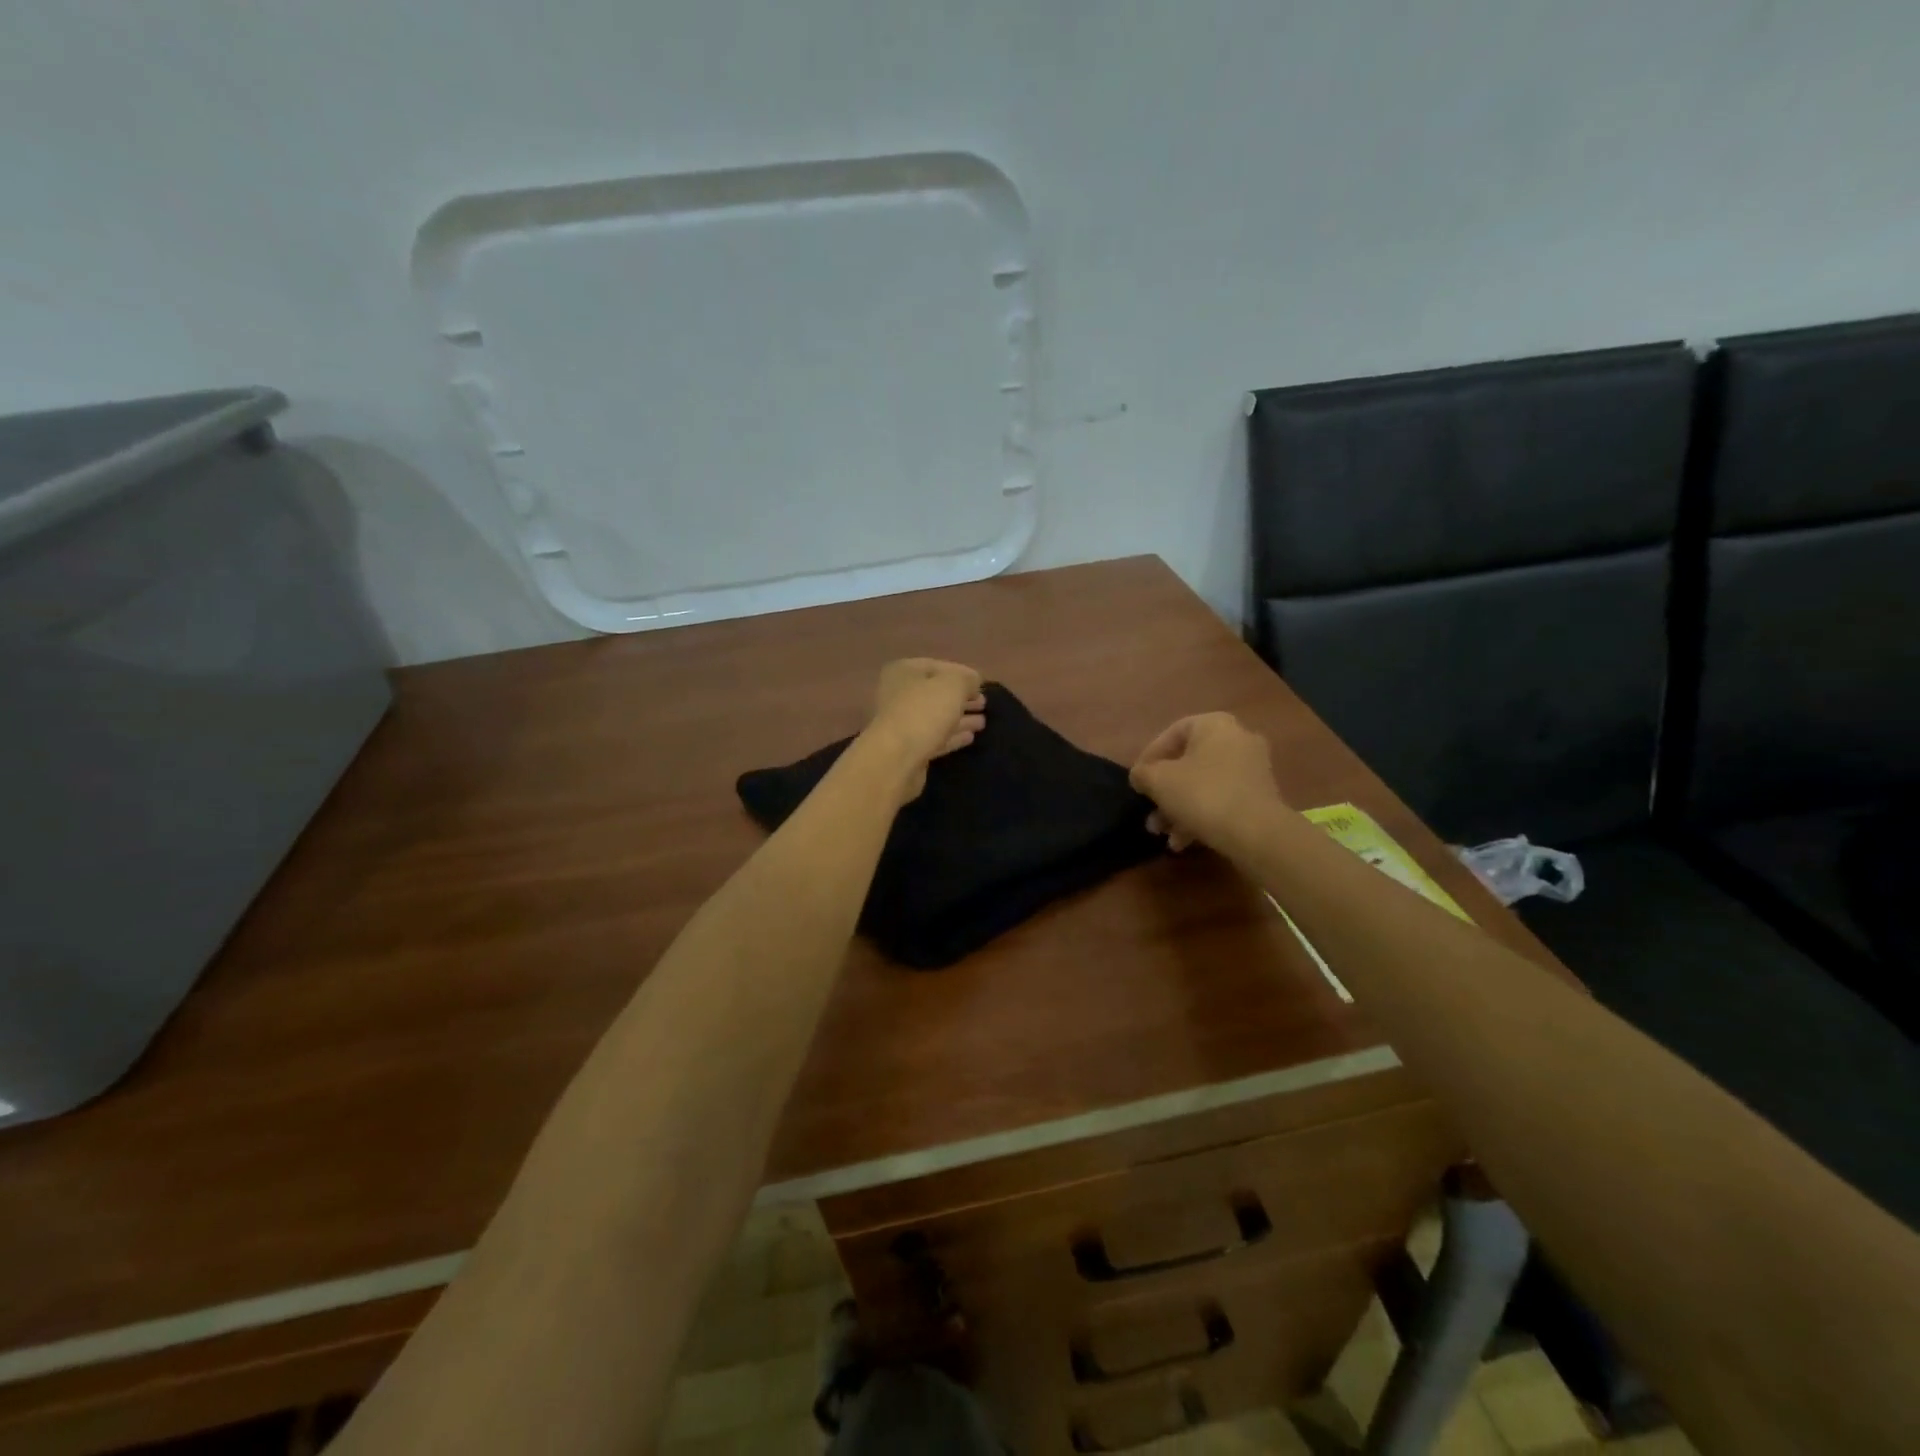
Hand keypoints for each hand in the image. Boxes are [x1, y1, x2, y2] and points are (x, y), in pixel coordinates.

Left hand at [865, 658, 986, 801]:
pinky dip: (953, 736)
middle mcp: (899, 695)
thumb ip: (967, 679)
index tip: (982, 683)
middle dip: (962, 698)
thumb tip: (974, 681)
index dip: (962, 673)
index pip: (937, 666)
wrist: (896, 759)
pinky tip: (970, 737)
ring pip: (937, 717)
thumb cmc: (924, 712)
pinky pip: (935, 737)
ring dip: (960, 718)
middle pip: (936, 693)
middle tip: (983, 703)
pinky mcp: (909, 749)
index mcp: (903, 672)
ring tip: (982, 722)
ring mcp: (903, 723)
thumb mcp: (953, 686)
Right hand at [1130, 712, 1287, 853]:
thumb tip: (1141, 776)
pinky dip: (1202, 816)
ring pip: (1204, 785)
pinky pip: (1222, 799)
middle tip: (1150, 812)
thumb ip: (1142, 773)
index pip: (1173, 733)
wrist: (1256, 833)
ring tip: (1163, 834)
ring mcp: (1253, 768)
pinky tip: (1184, 842)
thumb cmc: (1202, 794)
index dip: (1149, 756)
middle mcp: (1238, 739)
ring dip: (1179, 808)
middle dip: (1165, 791)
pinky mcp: (1261, 796)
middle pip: (1188, 763)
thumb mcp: (1158, 781)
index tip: (1137, 780)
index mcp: (1215, 725)